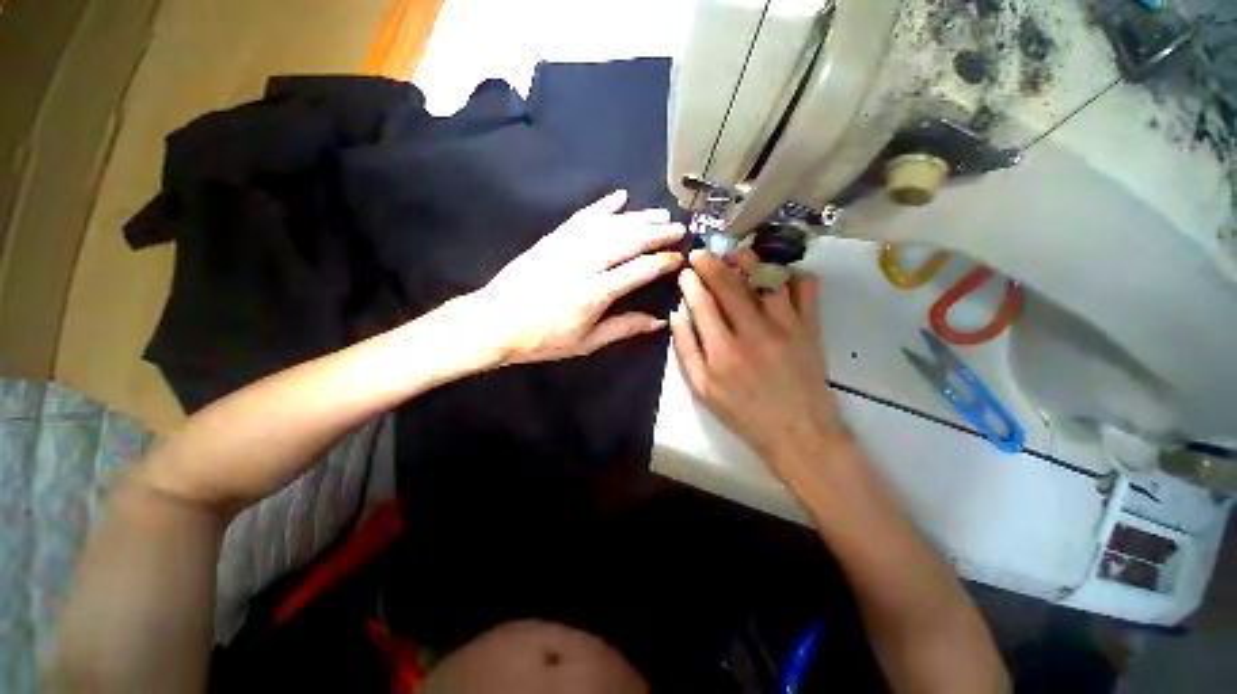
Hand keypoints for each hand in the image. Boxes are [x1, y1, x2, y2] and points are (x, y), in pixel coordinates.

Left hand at [473, 190, 684, 363]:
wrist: (496, 322)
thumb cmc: (543, 339)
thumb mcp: (587, 342)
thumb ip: (624, 328)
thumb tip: (658, 322)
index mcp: (595, 292)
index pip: (639, 270)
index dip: (662, 262)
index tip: (678, 257)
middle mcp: (585, 263)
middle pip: (628, 240)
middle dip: (657, 233)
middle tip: (678, 227)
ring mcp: (567, 246)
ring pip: (610, 225)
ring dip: (638, 217)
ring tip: (660, 213)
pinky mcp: (553, 238)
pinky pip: (583, 217)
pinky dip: (603, 206)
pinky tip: (620, 197)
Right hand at [670, 250, 847, 468]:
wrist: (798, 431)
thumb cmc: (743, 413)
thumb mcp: (703, 389)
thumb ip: (686, 350)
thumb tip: (676, 316)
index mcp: (723, 350)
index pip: (702, 303)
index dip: (691, 282)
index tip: (685, 271)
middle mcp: (754, 332)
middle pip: (730, 284)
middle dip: (711, 262)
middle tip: (702, 253)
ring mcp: (786, 326)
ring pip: (767, 278)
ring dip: (749, 260)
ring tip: (736, 255)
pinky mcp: (811, 328)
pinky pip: (806, 288)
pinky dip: (793, 274)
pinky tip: (780, 275)